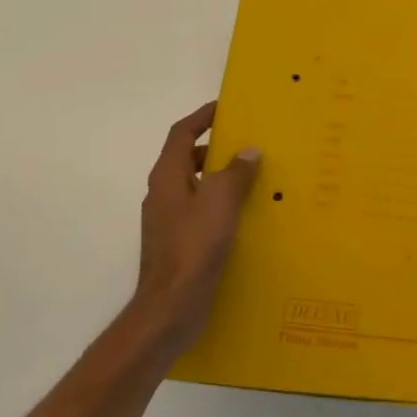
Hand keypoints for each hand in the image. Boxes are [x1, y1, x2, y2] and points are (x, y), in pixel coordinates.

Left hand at [135, 102, 259, 353]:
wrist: (171, 307)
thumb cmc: (194, 246)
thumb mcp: (221, 202)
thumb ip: (235, 172)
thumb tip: (247, 151)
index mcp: (167, 176)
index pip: (182, 133)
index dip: (201, 117)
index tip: (225, 108)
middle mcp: (163, 194)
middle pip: (186, 159)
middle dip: (215, 148)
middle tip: (247, 144)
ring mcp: (168, 221)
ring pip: (195, 187)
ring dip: (219, 178)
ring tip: (253, 179)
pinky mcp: (177, 244)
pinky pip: (200, 212)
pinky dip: (220, 205)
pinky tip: (245, 217)